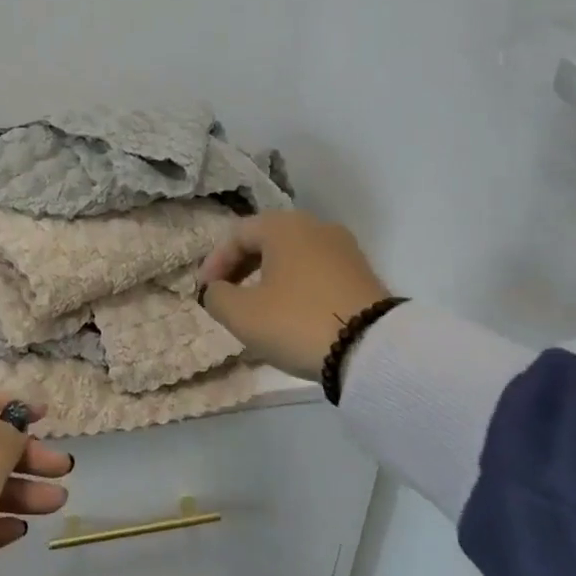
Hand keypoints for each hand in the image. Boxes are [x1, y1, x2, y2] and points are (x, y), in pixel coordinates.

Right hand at [198, 212, 392, 378]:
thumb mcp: (242, 314)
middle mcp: (315, 226)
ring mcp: (343, 249)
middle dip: (240, 267)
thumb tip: (216, 290)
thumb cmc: (296, 321)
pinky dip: (294, 285)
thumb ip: (216, 296)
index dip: (213, 263)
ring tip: (256, 307)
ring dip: (267, 277)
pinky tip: (290, 312)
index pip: (236, 235)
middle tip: (225, 296)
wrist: (372, 349)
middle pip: (266, 240)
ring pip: (292, 256)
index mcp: (284, 226)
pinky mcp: (361, 273)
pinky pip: (315, 271)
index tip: (203, 293)